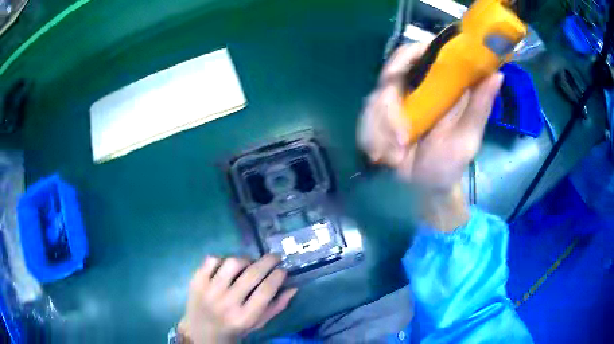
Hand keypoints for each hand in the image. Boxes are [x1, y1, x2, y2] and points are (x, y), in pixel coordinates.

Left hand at [179, 255, 297, 342]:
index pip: (266, 290)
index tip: (283, 270)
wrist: (201, 332)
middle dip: (268, 261)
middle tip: (275, 257)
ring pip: (232, 263)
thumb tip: (293, 287)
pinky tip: (227, 266)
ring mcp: (209, 291)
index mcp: (245, 317)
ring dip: (245, 260)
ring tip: (249, 263)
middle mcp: (227, 303)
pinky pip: (212, 260)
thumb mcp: (257, 323)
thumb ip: (276, 307)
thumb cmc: (234, 329)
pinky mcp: (196, 281)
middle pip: (252, 274)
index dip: (278, 276)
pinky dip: (222, 259)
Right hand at [358, 43, 502, 229]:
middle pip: (389, 75)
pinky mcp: (376, 119)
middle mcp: (413, 87)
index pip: (418, 52)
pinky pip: (364, 121)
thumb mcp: (467, 139)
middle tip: (402, 140)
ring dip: (381, 131)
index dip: (408, 56)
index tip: (402, 75)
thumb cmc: (449, 164)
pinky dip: (371, 139)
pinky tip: (382, 156)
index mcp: (438, 84)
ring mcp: (393, 103)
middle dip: (389, 109)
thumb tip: (496, 74)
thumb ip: (479, 108)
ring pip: (373, 101)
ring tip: (395, 157)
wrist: (423, 188)